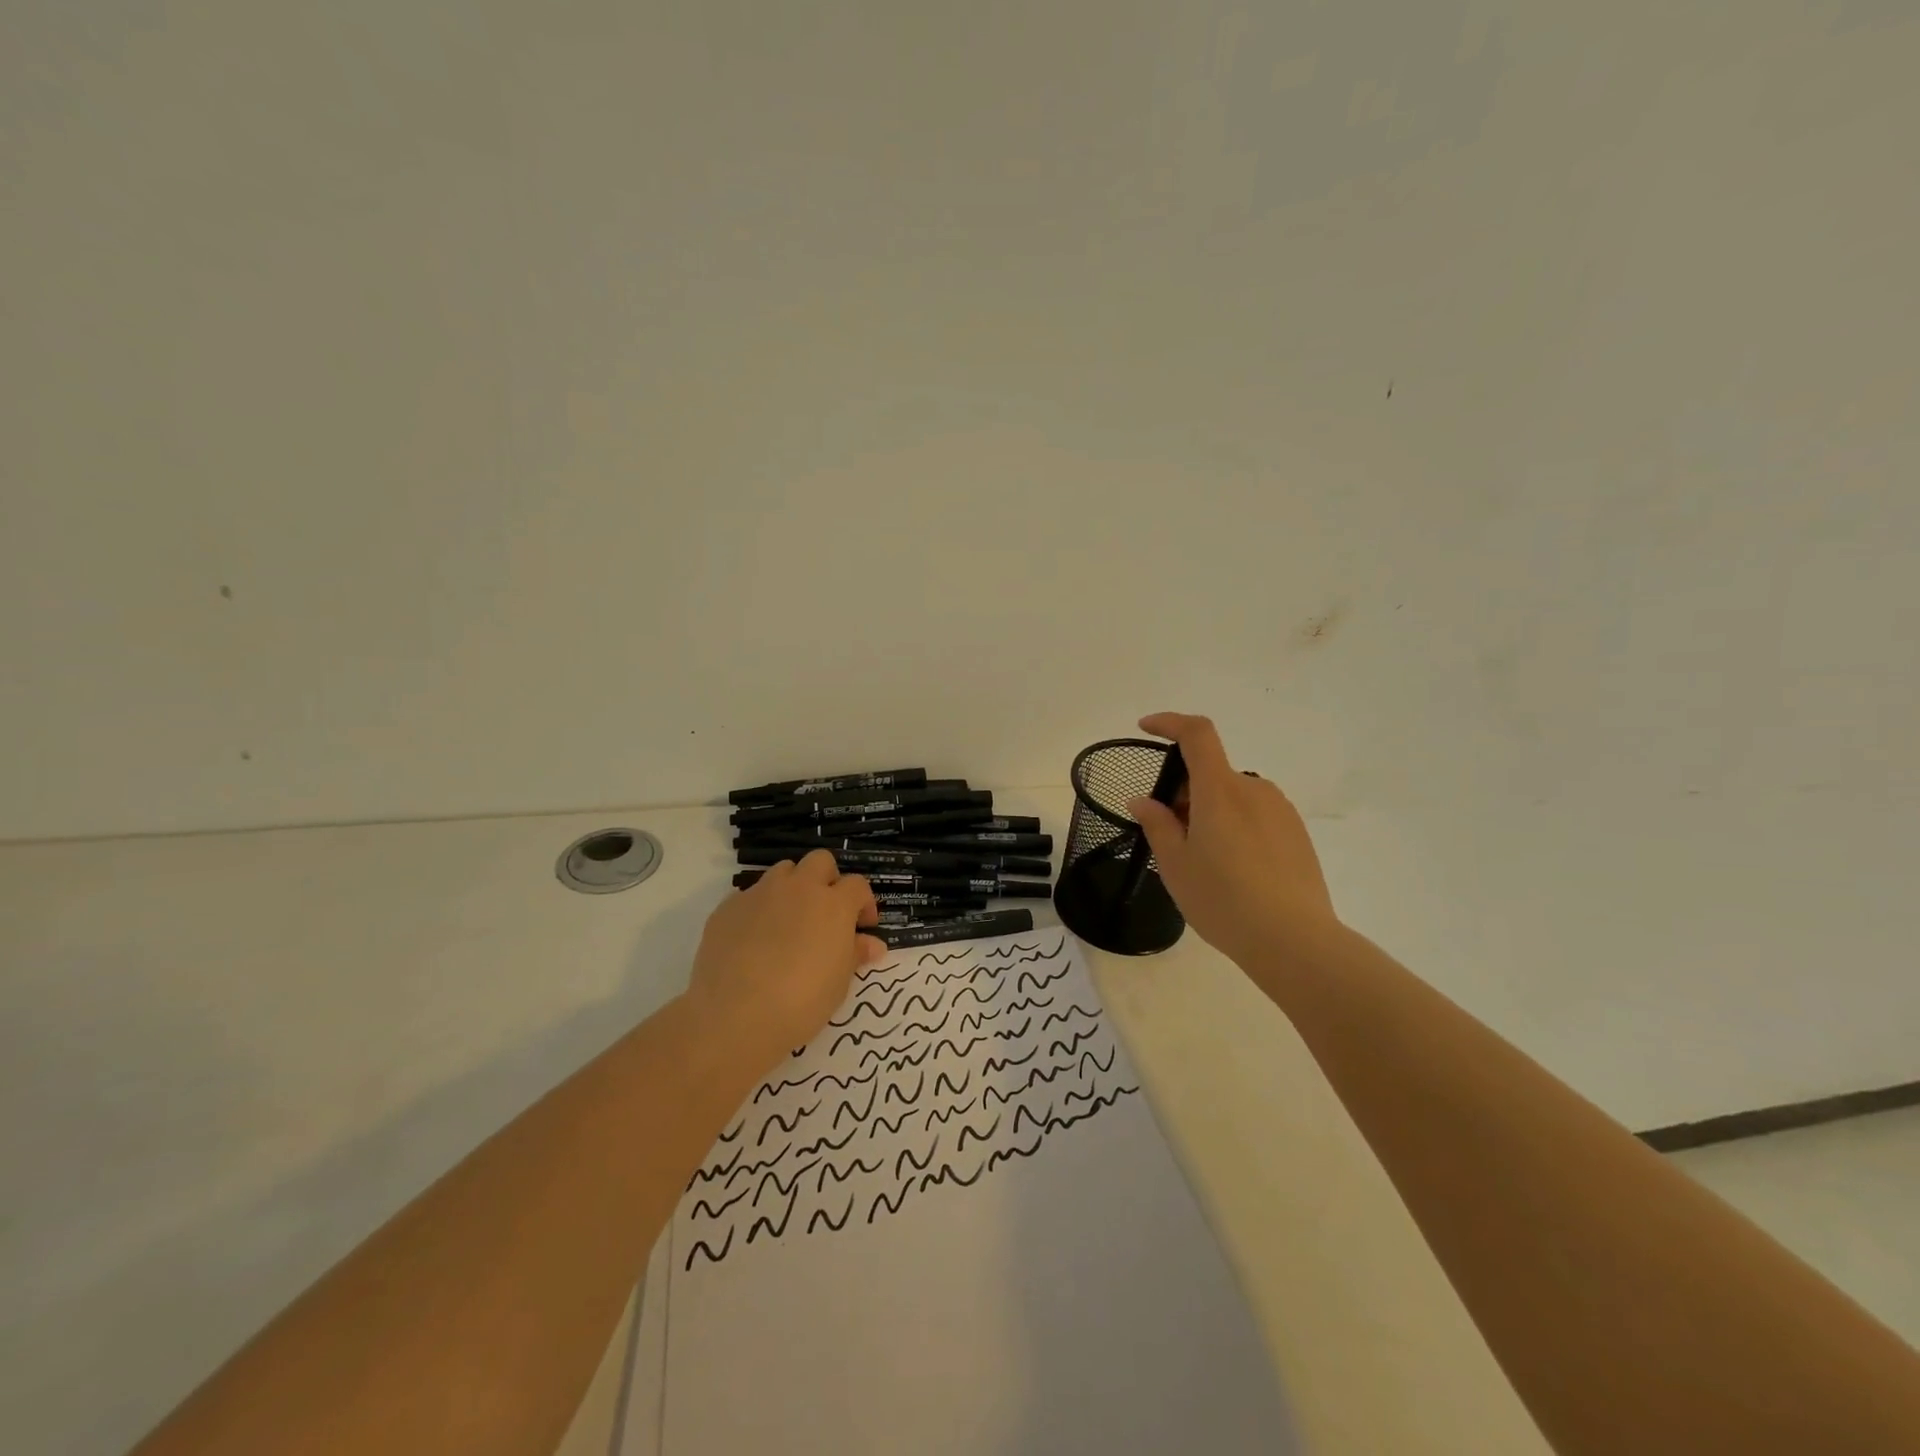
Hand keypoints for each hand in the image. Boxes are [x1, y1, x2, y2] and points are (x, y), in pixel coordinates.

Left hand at [685, 851, 887, 1071]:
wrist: (735, 1014)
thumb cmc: (801, 1002)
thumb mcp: (839, 983)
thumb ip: (855, 954)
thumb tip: (873, 944)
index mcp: (833, 904)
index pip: (857, 885)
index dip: (863, 903)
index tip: (862, 927)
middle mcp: (798, 888)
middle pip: (820, 862)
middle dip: (827, 880)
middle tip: (826, 913)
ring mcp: (760, 894)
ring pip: (782, 872)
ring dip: (792, 888)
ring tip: (789, 922)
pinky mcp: (728, 907)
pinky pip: (749, 896)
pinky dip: (759, 910)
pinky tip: (754, 941)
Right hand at [1128, 712, 1339, 966]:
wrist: (1294, 941)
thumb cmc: (1223, 900)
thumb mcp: (1175, 865)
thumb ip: (1157, 825)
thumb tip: (1143, 800)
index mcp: (1220, 790)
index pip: (1197, 734)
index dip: (1170, 722)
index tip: (1146, 729)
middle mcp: (1254, 789)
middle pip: (1211, 772)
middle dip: (1184, 792)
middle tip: (1171, 835)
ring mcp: (1280, 810)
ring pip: (1233, 797)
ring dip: (1211, 811)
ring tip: (1204, 861)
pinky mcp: (1297, 833)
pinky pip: (1256, 815)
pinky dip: (1235, 827)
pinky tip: (1234, 871)